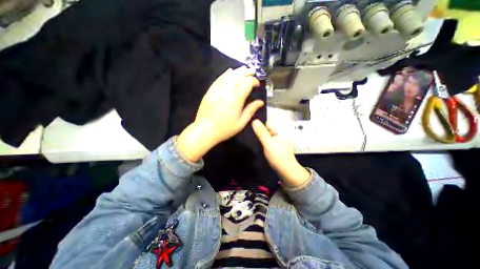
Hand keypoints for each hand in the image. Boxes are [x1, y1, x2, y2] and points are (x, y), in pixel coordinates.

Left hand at [178, 66, 263, 162]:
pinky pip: (218, 79)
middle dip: (246, 72)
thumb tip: (260, 102)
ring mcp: (217, 91)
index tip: (257, 84)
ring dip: (237, 71)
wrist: (205, 131)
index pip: (246, 84)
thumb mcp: (241, 123)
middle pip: (238, 77)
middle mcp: (226, 92)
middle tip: (252, 71)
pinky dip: (225, 74)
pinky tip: (229, 71)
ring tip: (244, 69)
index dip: (253, 81)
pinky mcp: (210, 92)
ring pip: (228, 76)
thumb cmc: (225, 129)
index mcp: (236, 101)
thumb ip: (250, 110)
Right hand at [252, 119, 310, 186]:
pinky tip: (254, 142)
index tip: (248, 125)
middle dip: (257, 130)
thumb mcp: (269, 144)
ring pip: (265, 134)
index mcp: (279, 130)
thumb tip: (254, 120)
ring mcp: (276, 140)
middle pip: (266, 128)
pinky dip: (261, 141)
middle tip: (247, 132)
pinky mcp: (273, 145)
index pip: (267, 122)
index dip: (258, 123)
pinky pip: (265, 140)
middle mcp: (278, 133)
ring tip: (248, 137)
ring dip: (258, 136)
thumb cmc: (278, 157)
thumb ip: (262, 133)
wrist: (286, 171)